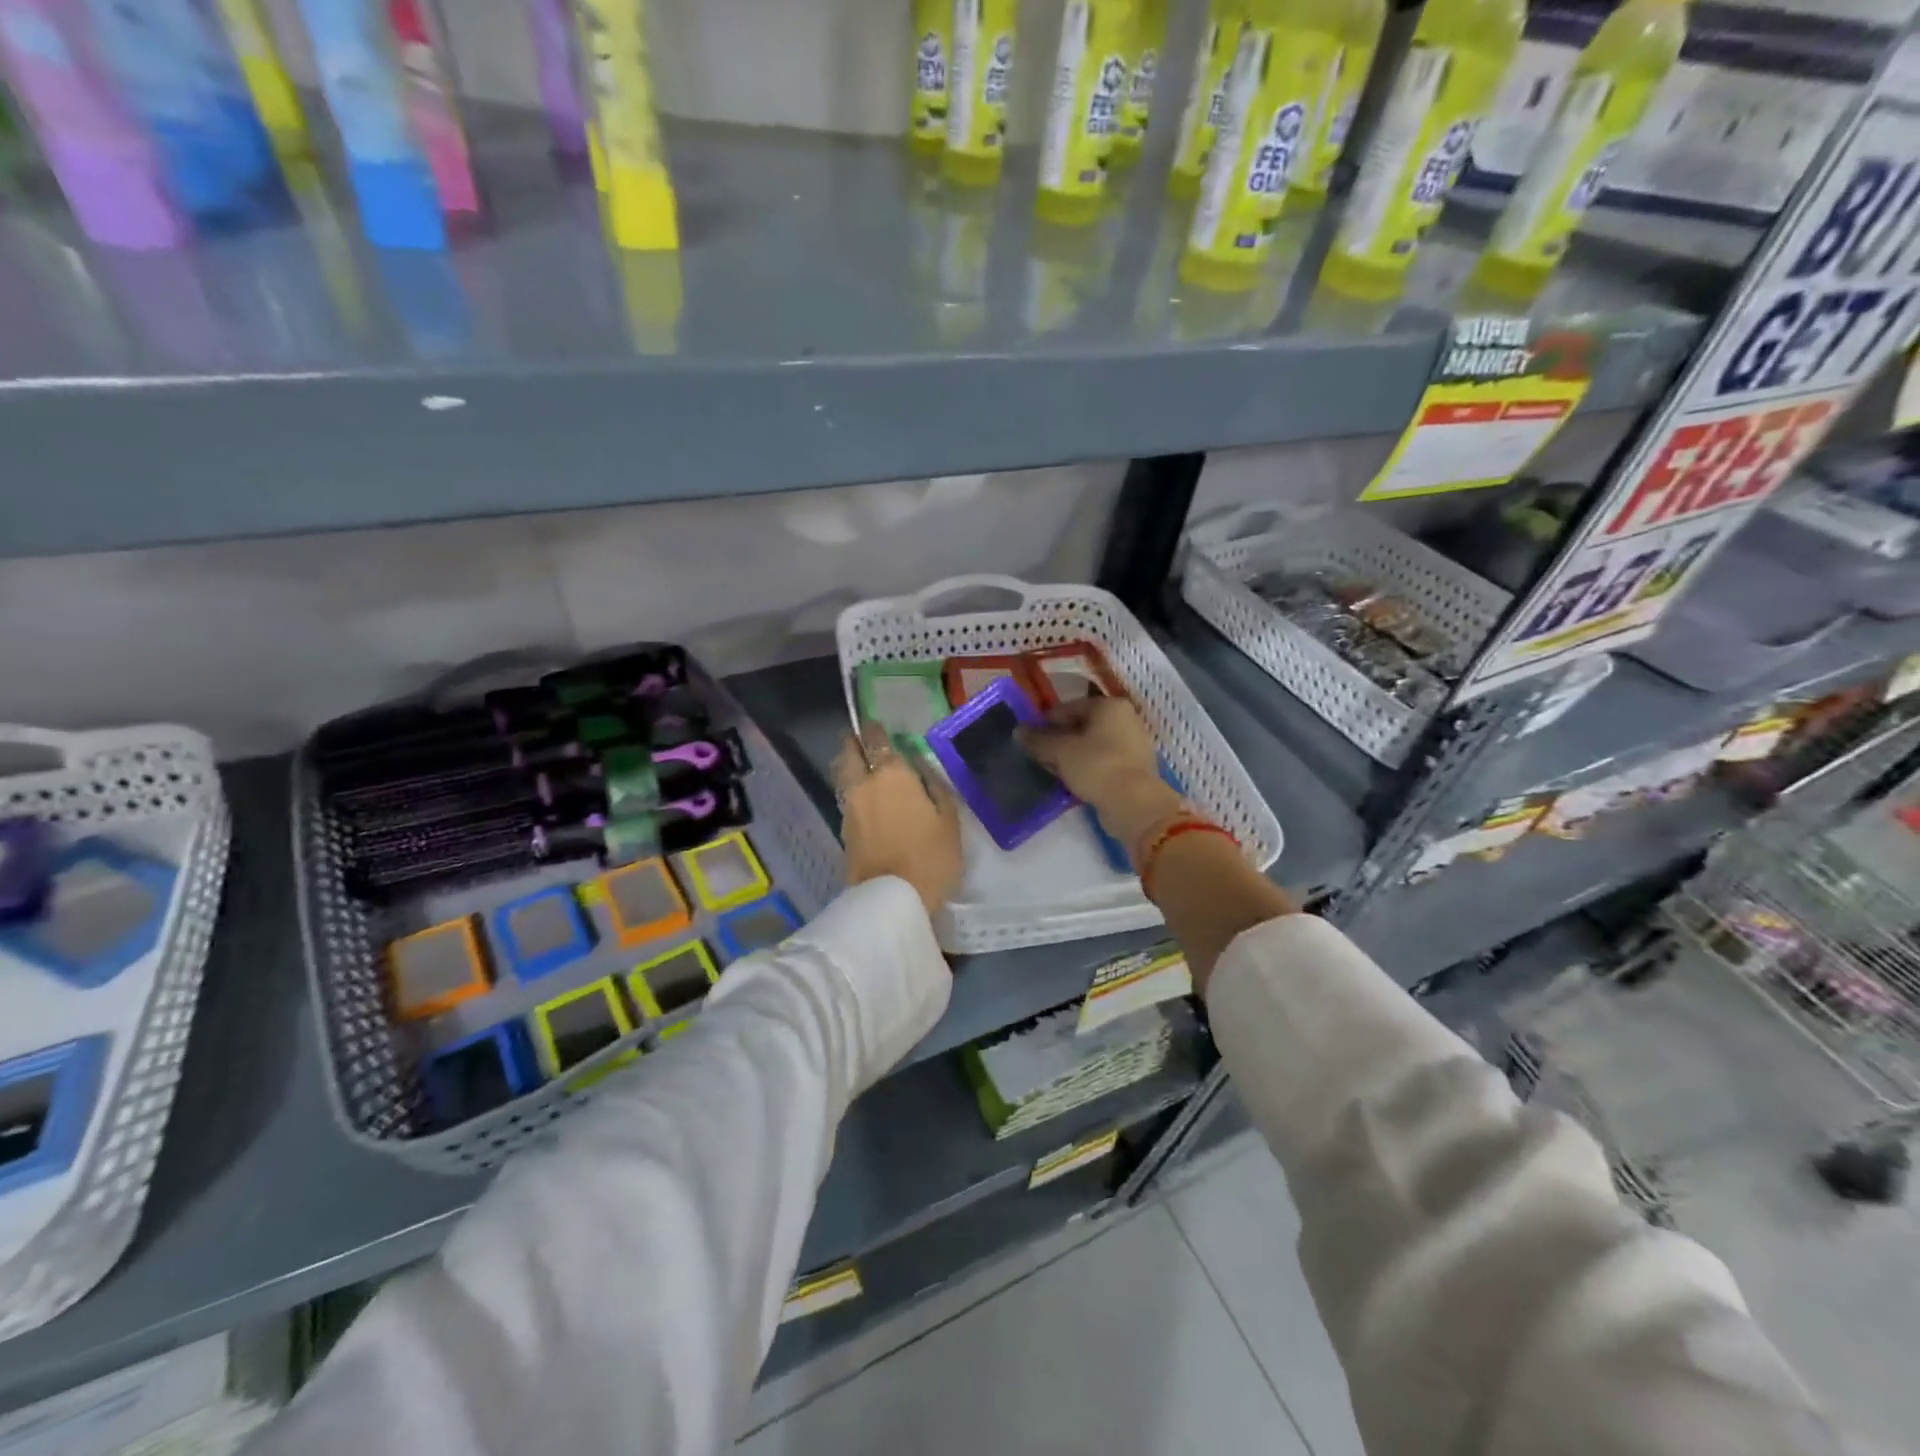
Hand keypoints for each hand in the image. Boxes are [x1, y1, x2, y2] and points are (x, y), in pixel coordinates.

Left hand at [833, 723, 961, 916]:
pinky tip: (863, 795)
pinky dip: (851, 789)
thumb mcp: (948, 818)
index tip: (875, 724)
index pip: (875, 740)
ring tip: (860, 764)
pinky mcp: (843, 830)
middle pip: (848, 752)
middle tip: (860, 738)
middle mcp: (863, 784)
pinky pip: (845, 797)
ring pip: (842, 774)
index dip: (873, 729)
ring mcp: (849, 807)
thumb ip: (933, 785)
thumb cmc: (930, 856)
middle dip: (852, 741)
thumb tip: (919, 765)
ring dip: (848, 764)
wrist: (893, 899)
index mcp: (891, 774)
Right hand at [1019, 697, 1184, 854]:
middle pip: (1082, 725)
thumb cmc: (1096, 766)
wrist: (1134, 803)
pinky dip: (1087, 766)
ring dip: (1072, 754)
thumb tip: (1018, 731)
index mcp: (1110, 706)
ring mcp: (1134, 743)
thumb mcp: (1060, 751)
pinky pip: (1104, 761)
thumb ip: (1038, 740)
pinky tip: (1072, 780)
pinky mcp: (1135, 767)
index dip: (1045, 722)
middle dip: (1059, 739)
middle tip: (1039, 755)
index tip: (1029, 738)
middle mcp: (1126, 718)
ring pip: (1093, 744)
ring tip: (1053, 769)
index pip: (1068, 707)